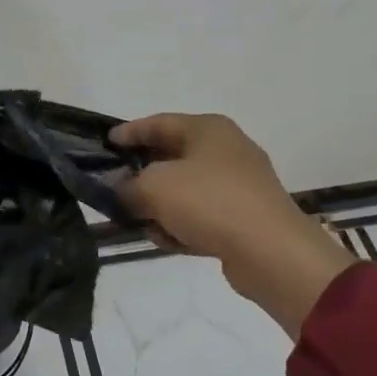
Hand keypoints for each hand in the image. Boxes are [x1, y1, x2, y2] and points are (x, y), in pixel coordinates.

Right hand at [113, 113, 355, 334]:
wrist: (271, 252)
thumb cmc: (209, 202)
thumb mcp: (154, 187)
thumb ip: (127, 186)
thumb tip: (121, 192)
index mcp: (208, 129)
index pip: (159, 123)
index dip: (129, 132)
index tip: (105, 144)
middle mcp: (226, 150)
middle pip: (172, 156)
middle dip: (142, 174)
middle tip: (114, 185)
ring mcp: (239, 185)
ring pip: (186, 190)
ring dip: (160, 206)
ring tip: (138, 222)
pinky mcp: (244, 218)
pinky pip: (202, 216)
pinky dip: (182, 225)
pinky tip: (167, 241)